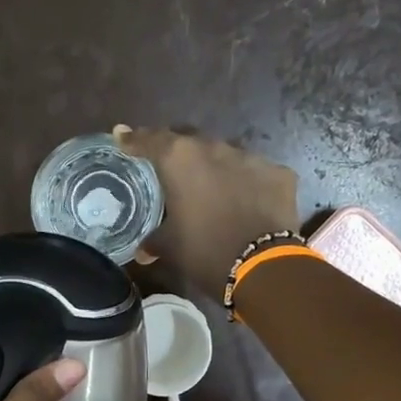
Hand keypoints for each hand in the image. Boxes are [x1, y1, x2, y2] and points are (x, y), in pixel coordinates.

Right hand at [116, 126, 299, 295]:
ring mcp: (251, 158)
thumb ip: (154, 241)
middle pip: (189, 141)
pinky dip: (245, 183)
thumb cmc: (204, 251)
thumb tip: (143, 251)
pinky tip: (244, 201)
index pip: (150, 140)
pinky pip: (255, 173)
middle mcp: (214, 148)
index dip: (134, 139)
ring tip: (209, 188)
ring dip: (214, 168)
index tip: (122, 135)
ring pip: (225, 155)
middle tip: (169, 167)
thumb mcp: (171, 247)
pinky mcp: (278, 173)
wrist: (261, 266)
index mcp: (180, 160)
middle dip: (177, 152)